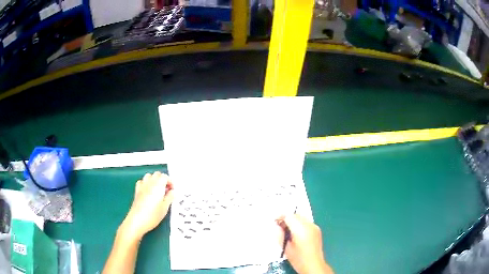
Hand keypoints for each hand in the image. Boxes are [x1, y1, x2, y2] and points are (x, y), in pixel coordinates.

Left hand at [120, 172, 173, 240]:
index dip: (170, 182)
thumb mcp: (165, 208)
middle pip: (157, 174)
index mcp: (158, 185)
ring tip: (158, 190)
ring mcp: (142, 186)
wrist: (137, 220)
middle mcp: (149, 183)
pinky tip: (148, 191)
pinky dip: (146, 184)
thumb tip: (172, 192)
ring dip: (154, 180)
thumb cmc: (152, 215)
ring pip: (149, 176)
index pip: (165, 177)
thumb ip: (169, 197)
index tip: (173, 190)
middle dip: (163, 179)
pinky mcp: (137, 191)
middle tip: (167, 189)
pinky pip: (142, 182)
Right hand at [277, 214, 333, 273]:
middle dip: (287, 218)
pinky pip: (306, 222)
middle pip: (296, 215)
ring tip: (288, 231)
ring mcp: (315, 227)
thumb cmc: (298, 259)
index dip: (280, 217)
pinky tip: (296, 234)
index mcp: (301, 229)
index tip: (275, 222)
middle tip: (280, 227)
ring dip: (294, 221)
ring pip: (302, 217)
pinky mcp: (317, 230)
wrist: (314, 264)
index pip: (289, 216)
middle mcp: (309, 225)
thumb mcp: (286, 248)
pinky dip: (300, 224)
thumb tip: (277, 226)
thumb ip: (280, 235)